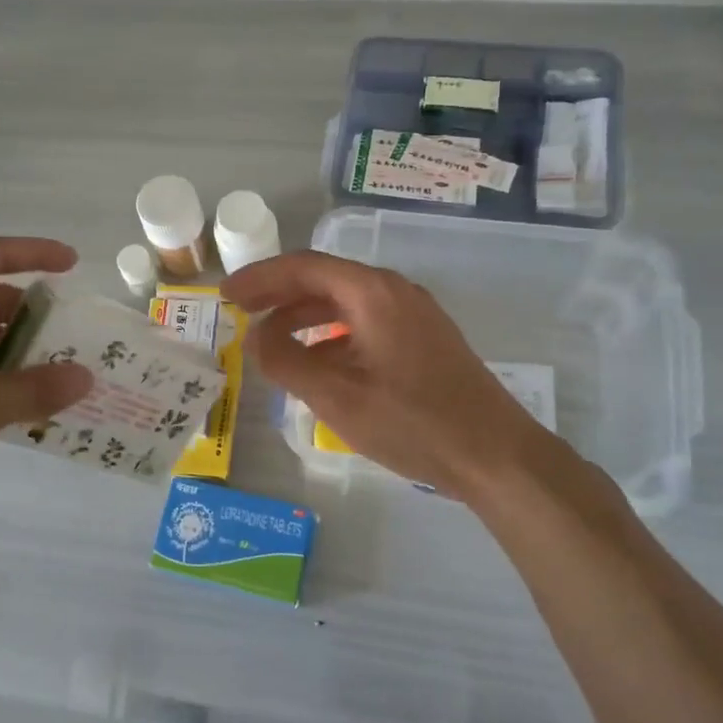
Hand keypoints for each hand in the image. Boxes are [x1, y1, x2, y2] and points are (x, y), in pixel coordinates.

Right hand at [222, 250, 574, 504]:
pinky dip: (332, 335)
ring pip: (346, 302)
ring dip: (304, 316)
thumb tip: (254, 338)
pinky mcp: (424, 339)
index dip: (260, 278)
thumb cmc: (413, 423)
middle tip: (240, 314)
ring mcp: (414, 314)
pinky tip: (318, 363)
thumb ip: (286, 362)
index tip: (226, 296)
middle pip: (324, 280)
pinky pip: (366, 323)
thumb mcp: (336, 397)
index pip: (303, 267)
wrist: (496, 455)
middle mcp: (394, 291)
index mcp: (372, 293)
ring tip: (270, 341)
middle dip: (278, 295)